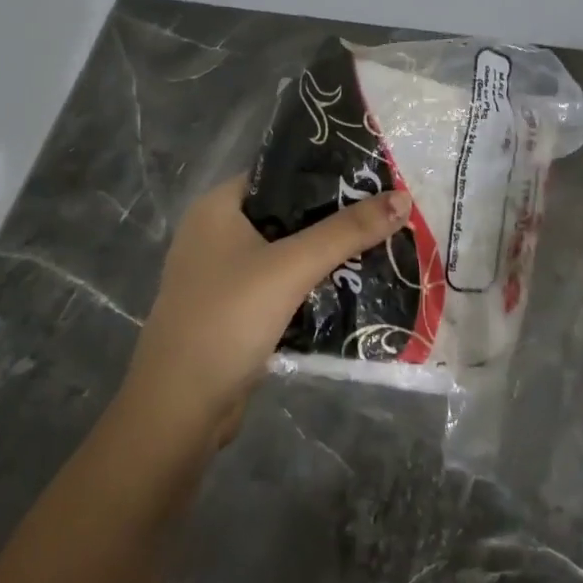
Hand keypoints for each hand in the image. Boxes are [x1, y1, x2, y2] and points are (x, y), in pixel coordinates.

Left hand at [119, 173, 411, 444]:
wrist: (180, 408)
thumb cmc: (228, 319)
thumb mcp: (291, 268)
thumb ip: (346, 232)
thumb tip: (402, 198)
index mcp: (217, 208)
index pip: (279, 174)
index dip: (325, 174)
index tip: (373, 179)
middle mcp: (216, 234)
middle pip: (286, 215)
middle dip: (334, 218)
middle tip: (386, 216)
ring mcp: (223, 276)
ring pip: (286, 254)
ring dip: (326, 255)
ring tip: (380, 247)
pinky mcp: (234, 312)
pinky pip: (281, 287)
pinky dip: (311, 286)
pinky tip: (352, 288)